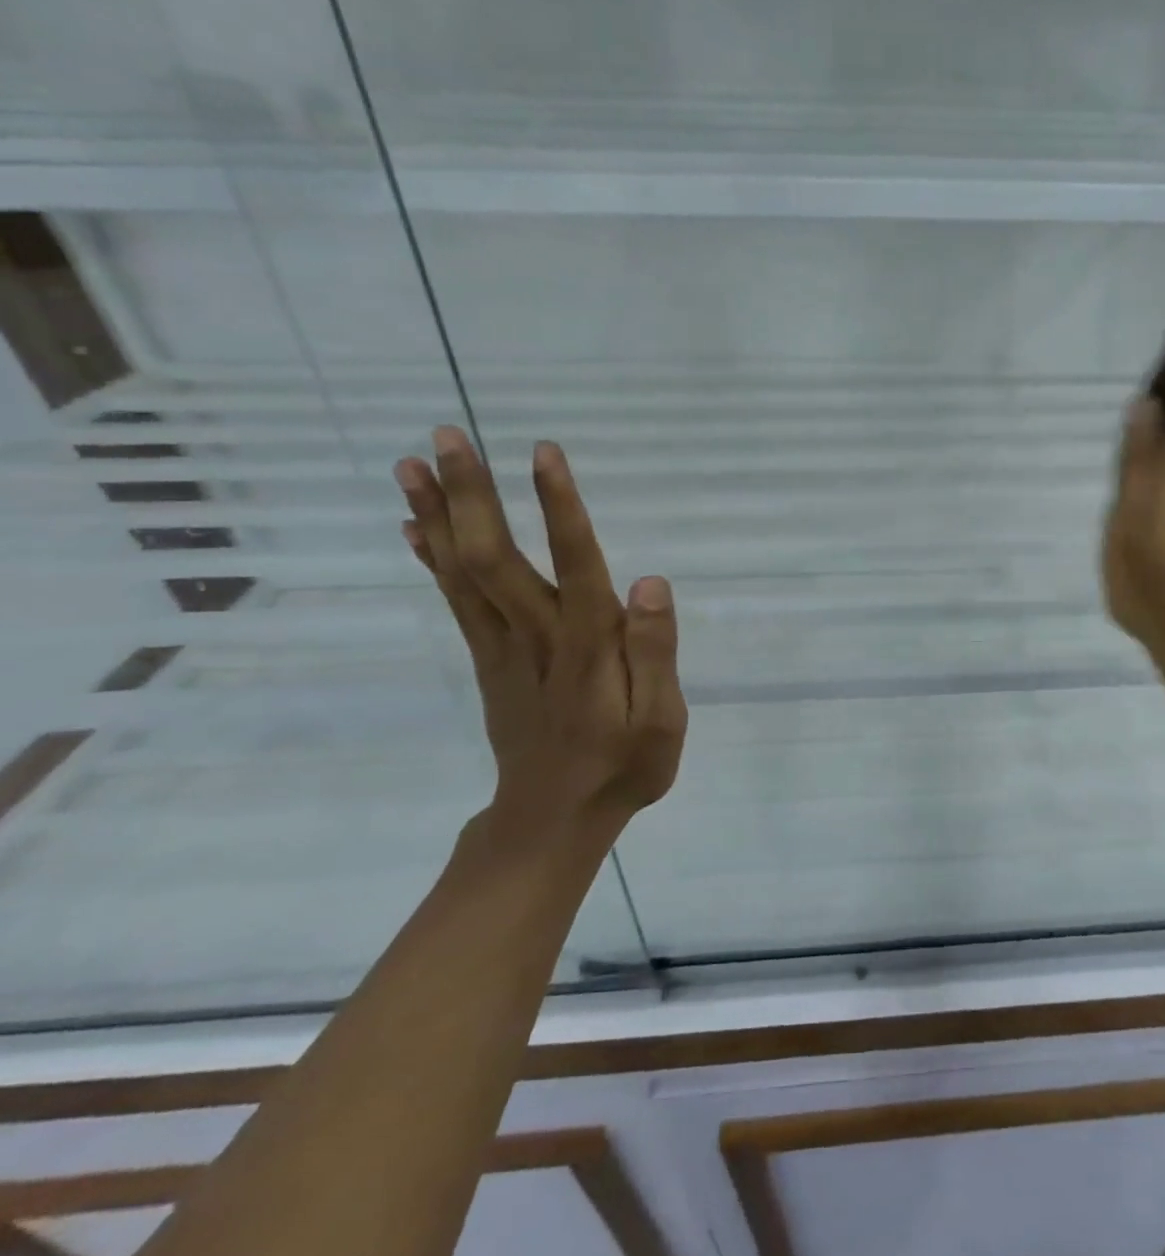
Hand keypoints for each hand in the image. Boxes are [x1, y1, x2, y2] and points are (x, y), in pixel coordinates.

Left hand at [393, 428, 686, 847]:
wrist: (553, 820)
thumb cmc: (623, 767)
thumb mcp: (662, 720)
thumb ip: (655, 652)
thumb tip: (648, 583)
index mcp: (586, 648)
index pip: (573, 565)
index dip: (560, 507)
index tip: (543, 452)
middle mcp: (534, 637)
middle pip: (494, 558)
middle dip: (471, 494)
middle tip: (447, 435)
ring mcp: (500, 648)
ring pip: (461, 573)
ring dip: (437, 515)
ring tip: (412, 463)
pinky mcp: (486, 660)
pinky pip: (455, 598)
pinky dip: (431, 556)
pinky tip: (416, 524)